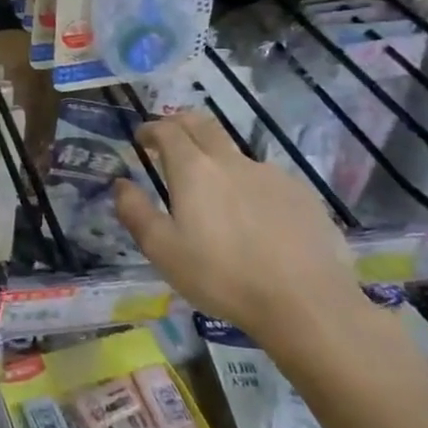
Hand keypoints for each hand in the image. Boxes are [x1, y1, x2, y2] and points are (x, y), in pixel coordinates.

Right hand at [113, 112, 362, 345]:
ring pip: (235, 154)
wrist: (307, 303)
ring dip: (216, 159)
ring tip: (214, 193)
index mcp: (194, 170)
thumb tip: (121, 184)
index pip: (168, 130)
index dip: (151, 129)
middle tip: (170, 140)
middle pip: (203, 125)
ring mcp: (272, 175)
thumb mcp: (163, 250)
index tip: (142, 138)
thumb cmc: (222, 277)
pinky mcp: (302, 196)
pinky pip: (266, 179)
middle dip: (181, 124)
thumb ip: (135, 212)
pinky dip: (249, 186)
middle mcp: (232, 161)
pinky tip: (254, 219)